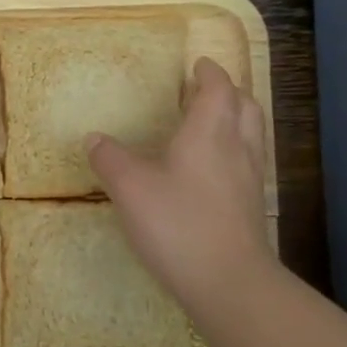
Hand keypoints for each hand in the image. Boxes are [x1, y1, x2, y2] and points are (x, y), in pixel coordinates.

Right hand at [87, 58, 276, 314]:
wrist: (227, 281)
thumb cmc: (177, 223)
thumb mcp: (129, 187)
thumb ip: (110, 159)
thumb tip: (95, 138)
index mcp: (210, 133)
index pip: (218, 89)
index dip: (210, 73)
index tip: (199, 64)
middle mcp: (237, 149)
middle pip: (245, 107)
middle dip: (228, 92)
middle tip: (206, 91)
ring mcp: (249, 180)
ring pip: (251, 135)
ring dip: (235, 120)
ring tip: (211, 124)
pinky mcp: (250, 208)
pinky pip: (248, 162)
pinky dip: (234, 150)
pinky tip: (212, 170)